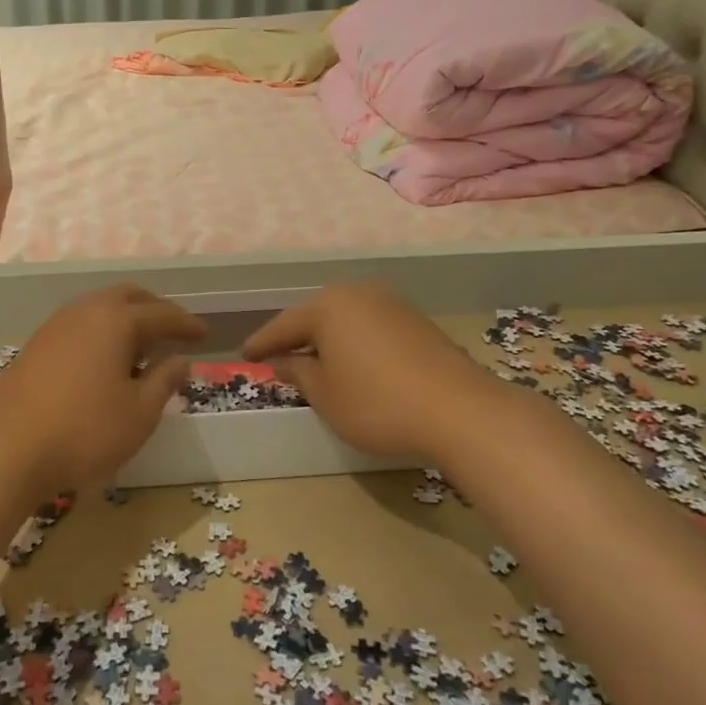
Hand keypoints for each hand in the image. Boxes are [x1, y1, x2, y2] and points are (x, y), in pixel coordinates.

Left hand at [0, 285, 205, 492]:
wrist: (6, 449)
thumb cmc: (84, 431)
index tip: (205, 334)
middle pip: (129, 296)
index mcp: (116, 321)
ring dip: (126, 318)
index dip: (187, 323)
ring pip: (100, 306)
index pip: (162, 314)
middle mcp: (85, 311)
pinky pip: (80, 323)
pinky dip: (102, 330)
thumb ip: (164, 381)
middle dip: (155, 309)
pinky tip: (105, 359)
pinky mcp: (37, 344)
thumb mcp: (139, 413)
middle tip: (174, 331)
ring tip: (142, 346)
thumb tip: (180, 360)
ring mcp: (56, 325)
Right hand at [243, 283, 503, 458]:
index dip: (263, 344)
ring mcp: (392, 304)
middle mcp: (358, 294)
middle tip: (278, 357)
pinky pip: (371, 326)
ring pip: (346, 319)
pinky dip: (355, 342)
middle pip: (316, 315)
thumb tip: (284, 361)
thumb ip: (299, 373)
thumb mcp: (326, 395)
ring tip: (315, 362)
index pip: (284, 325)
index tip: (245, 356)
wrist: (460, 410)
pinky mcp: (417, 321)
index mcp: (329, 306)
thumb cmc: (378, 403)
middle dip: (297, 337)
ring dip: (328, 340)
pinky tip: (354, 363)